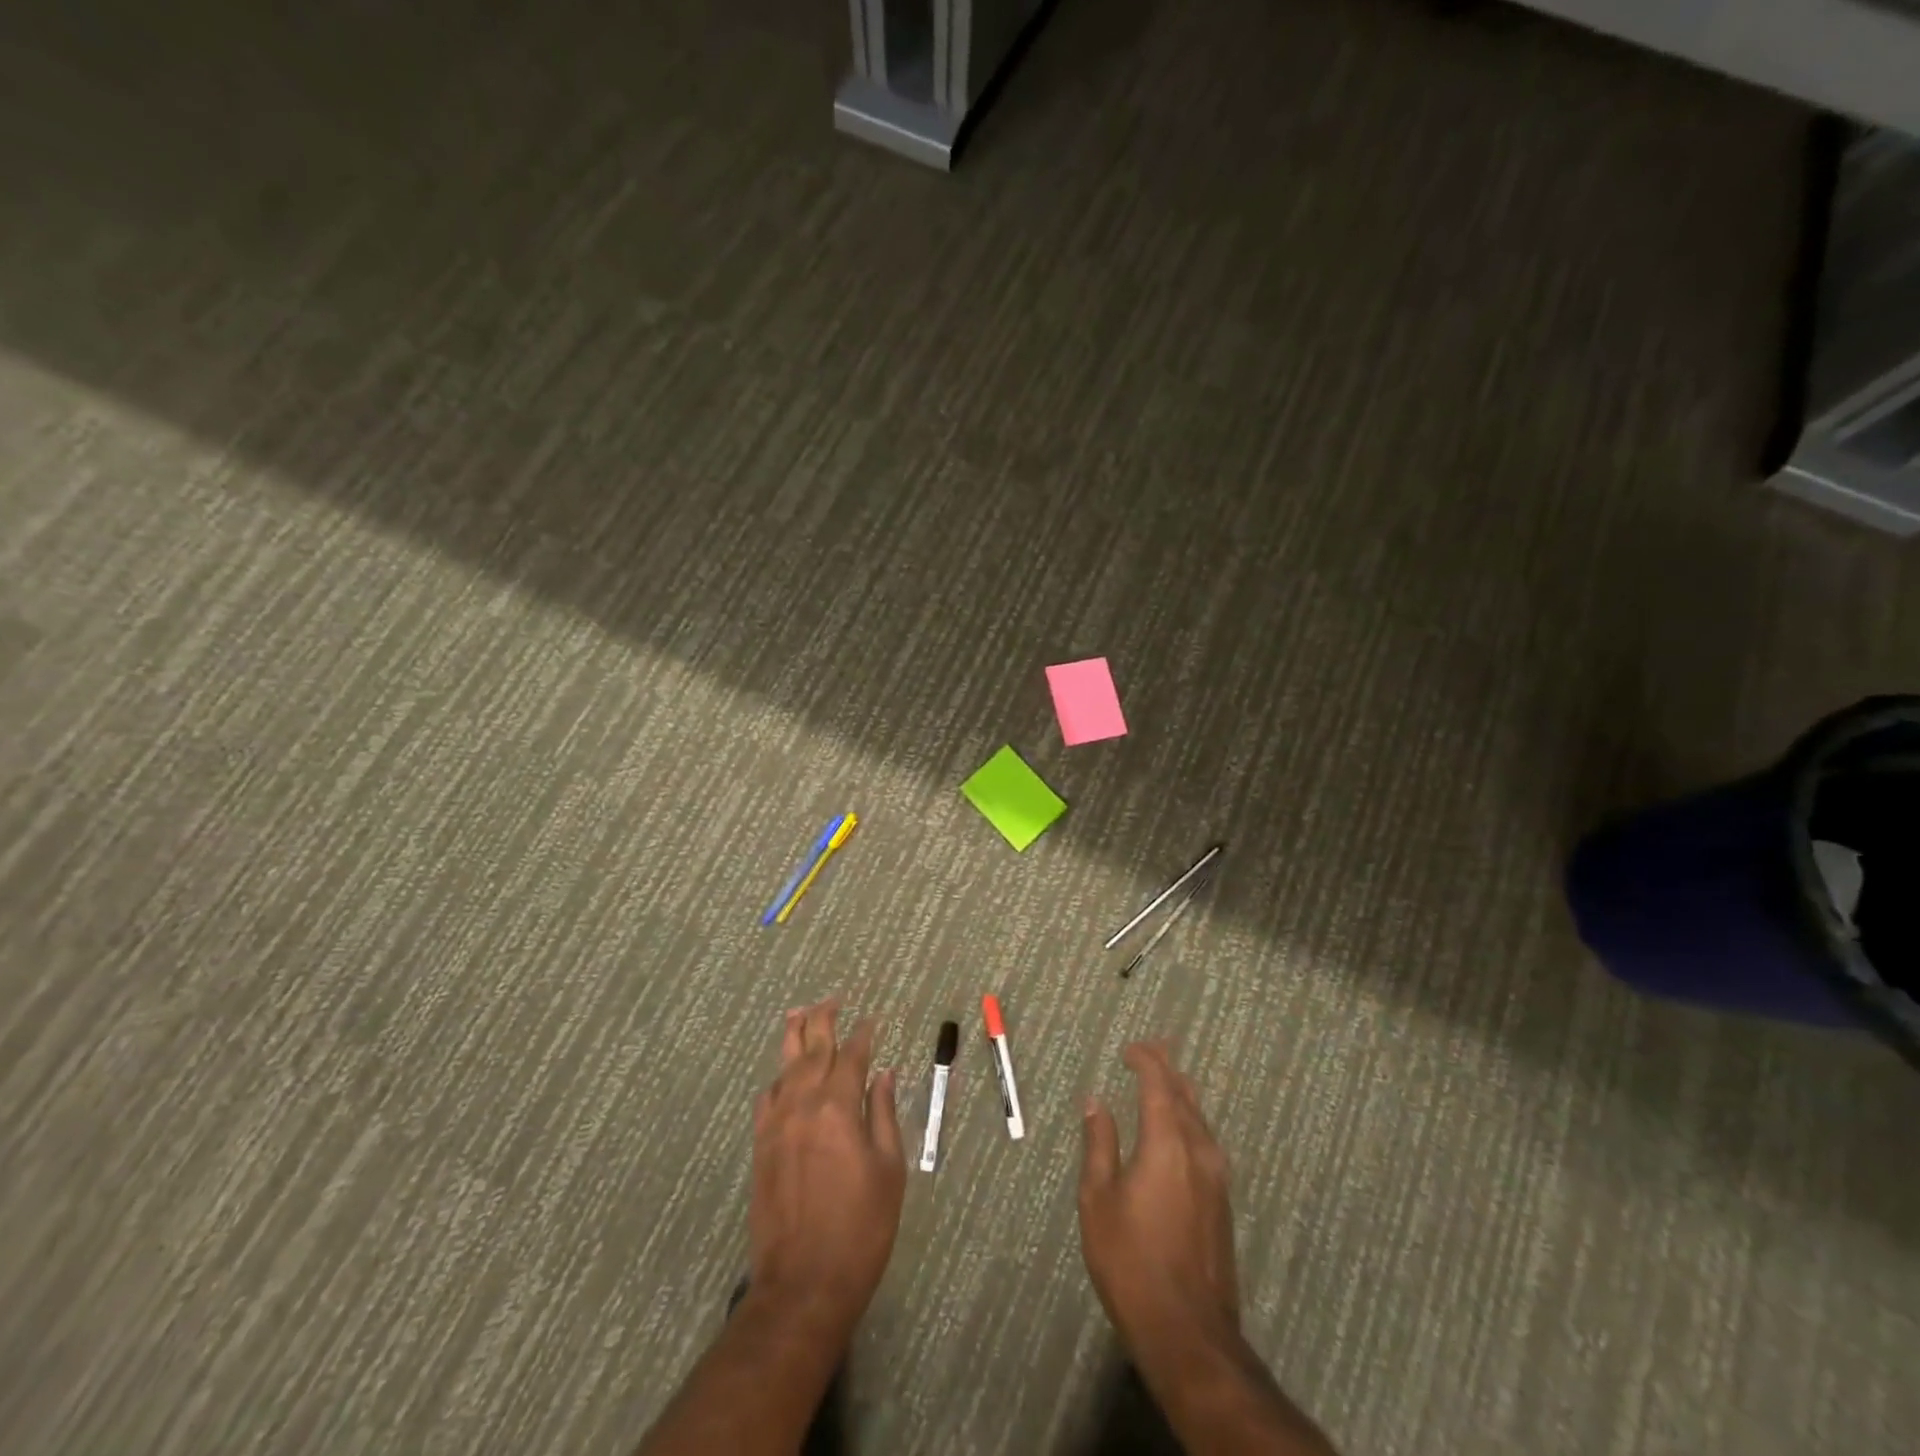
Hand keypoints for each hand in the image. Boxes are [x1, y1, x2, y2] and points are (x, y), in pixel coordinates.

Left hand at [749, 999, 904, 1328]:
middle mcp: (803, 1104)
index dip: (863, 1035)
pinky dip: (778, 1076)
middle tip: (832, 998)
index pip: (852, 1055)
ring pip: (784, 1065)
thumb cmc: (860, 1228)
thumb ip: (884, 1115)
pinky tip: (783, 1073)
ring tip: (800, 1013)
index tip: (872, 1020)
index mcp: (839, 1107)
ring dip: (795, 1036)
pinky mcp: (761, 1145)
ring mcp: (776, 1124)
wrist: (803, 1284)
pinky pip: (767, 1096)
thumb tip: (883, 1075)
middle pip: (812, 1048)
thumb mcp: (889, 1171)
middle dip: (824, 1019)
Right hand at [1078, 1041, 1239, 1352]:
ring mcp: (1217, 1177)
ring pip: (1200, 1117)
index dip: (1145, 1059)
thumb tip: (1096, 1102)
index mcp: (1167, 1142)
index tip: (1128, 1048)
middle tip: (1152, 1046)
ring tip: (1165, 1077)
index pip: (1159, 1083)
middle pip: (1186, 1094)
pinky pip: (1205, 1140)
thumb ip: (1099, 1144)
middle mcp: (1199, 1150)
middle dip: (1167, 1066)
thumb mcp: (1098, 1200)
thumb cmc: (1131, 1261)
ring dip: (1181, 1092)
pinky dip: (1188, 1119)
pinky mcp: (1222, 1201)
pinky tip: (1178, 1127)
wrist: (1189, 1332)